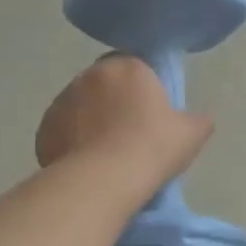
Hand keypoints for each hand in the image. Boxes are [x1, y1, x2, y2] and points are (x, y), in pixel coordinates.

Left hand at [36, 55, 212, 194]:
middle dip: (112, 101)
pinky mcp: (44, 128)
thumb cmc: (153, 147)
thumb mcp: (192, 134)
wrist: (105, 179)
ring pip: (80, 106)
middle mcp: (90, 75)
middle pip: (103, 84)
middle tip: (128, 133)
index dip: (141, 87)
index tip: (149, 112)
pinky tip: (86, 164)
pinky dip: (71, 142)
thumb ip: (198, 120)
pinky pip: (62, 131)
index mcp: (127, 67)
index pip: (133, 65)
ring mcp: (62, 101)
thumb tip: (200, 119)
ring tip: (105, 154)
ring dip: (90, 121)